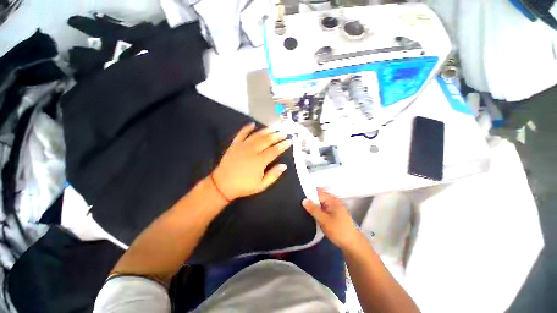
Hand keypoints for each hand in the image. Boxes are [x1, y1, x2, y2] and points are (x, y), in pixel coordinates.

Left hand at [212, 123, 291, 200]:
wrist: (222, 184)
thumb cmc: (243, 186)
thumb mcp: (261, 185)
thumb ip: (273, 175)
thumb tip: (284, 165)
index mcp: (259, 161)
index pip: (274, 150)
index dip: (283, 145)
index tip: (290, 141)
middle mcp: (252, 151)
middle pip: (267, 140)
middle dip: (277, 136)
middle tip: (284, 132)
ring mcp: (242, 146)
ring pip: (256, 135)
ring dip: (266, 130)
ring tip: (274, 127)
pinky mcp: (234, 145)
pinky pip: (241, 134)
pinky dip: (247, 128)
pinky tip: (252, 124)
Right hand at [302, 189, 360, 250]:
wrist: (352, 244)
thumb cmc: (338, 230)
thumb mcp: (323, 220)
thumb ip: (313, 209)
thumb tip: (304, 200)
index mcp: (332, 200)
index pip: (318, 192)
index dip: (309, 193)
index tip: (299, 196)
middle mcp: (334, 201)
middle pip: (319, 197)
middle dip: (311, 200)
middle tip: (300, 203)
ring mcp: (335, 207)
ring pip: (321, 203)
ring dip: (314, 206)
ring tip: (304, 208)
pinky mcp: (334, 214)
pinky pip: (324, 208)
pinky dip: (318, 210)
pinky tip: (312, 214)